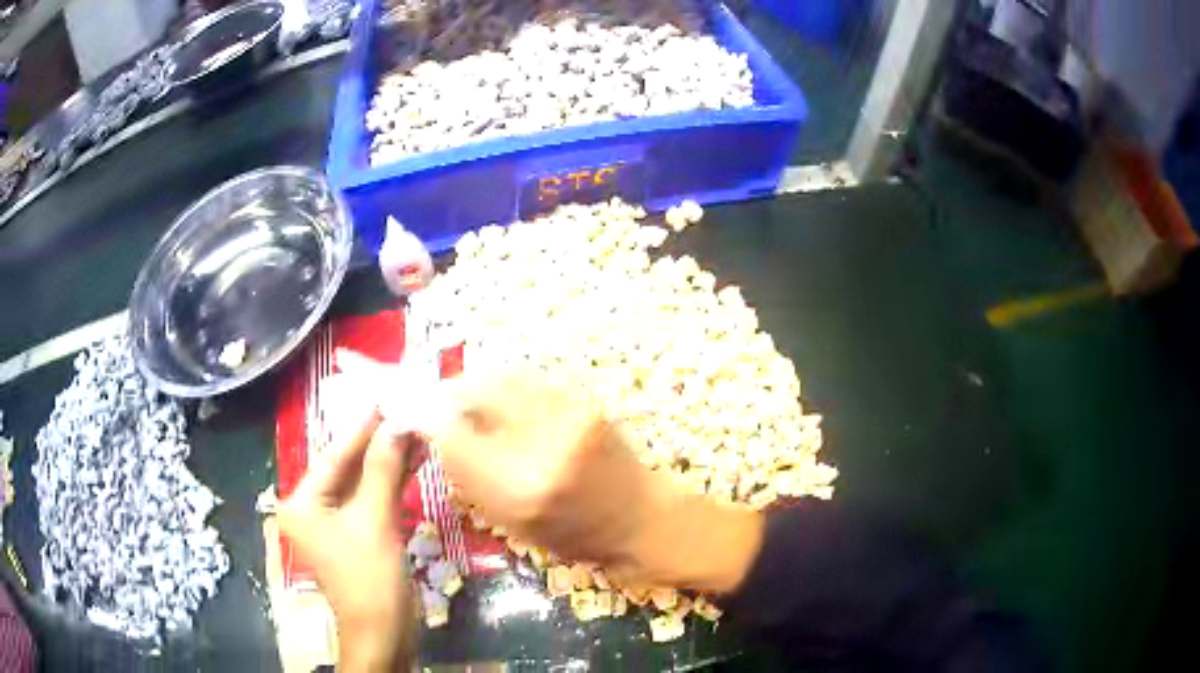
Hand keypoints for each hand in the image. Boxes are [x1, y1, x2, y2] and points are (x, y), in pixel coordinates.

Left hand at [279, 410, 414, 671]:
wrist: (384, 633)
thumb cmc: (369, 580)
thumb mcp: (374, 521)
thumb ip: (382, 469)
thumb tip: (398, 423)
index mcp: (302, 502)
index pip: (333, 455)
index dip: (361, 428)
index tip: (385, 397)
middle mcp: (312, 508)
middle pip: (346, 466)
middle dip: (377, 443)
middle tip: (405, 410)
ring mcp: (335, 523)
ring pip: (362, 482)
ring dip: (388, 461)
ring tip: (416, 431)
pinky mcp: (357, 534)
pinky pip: (372, 499)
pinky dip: (392, 483)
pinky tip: (413, 461)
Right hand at [438, 370, 763, 593]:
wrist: (641, 519)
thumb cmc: (575, 535)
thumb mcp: (512, 523)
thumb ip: (471, 477)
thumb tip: (438, 432)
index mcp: (518, 491)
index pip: (453, 438)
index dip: (426, 420)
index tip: (413, 414)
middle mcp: (541, 446)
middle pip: (475, 394)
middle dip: (449, 393)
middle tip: (440, 402)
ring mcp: (569, 416)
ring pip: (502, 378)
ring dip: (477, 384)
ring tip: (469, 398)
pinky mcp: (586, 401)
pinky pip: (530, 381)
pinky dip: (507, 385)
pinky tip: (504, 399)